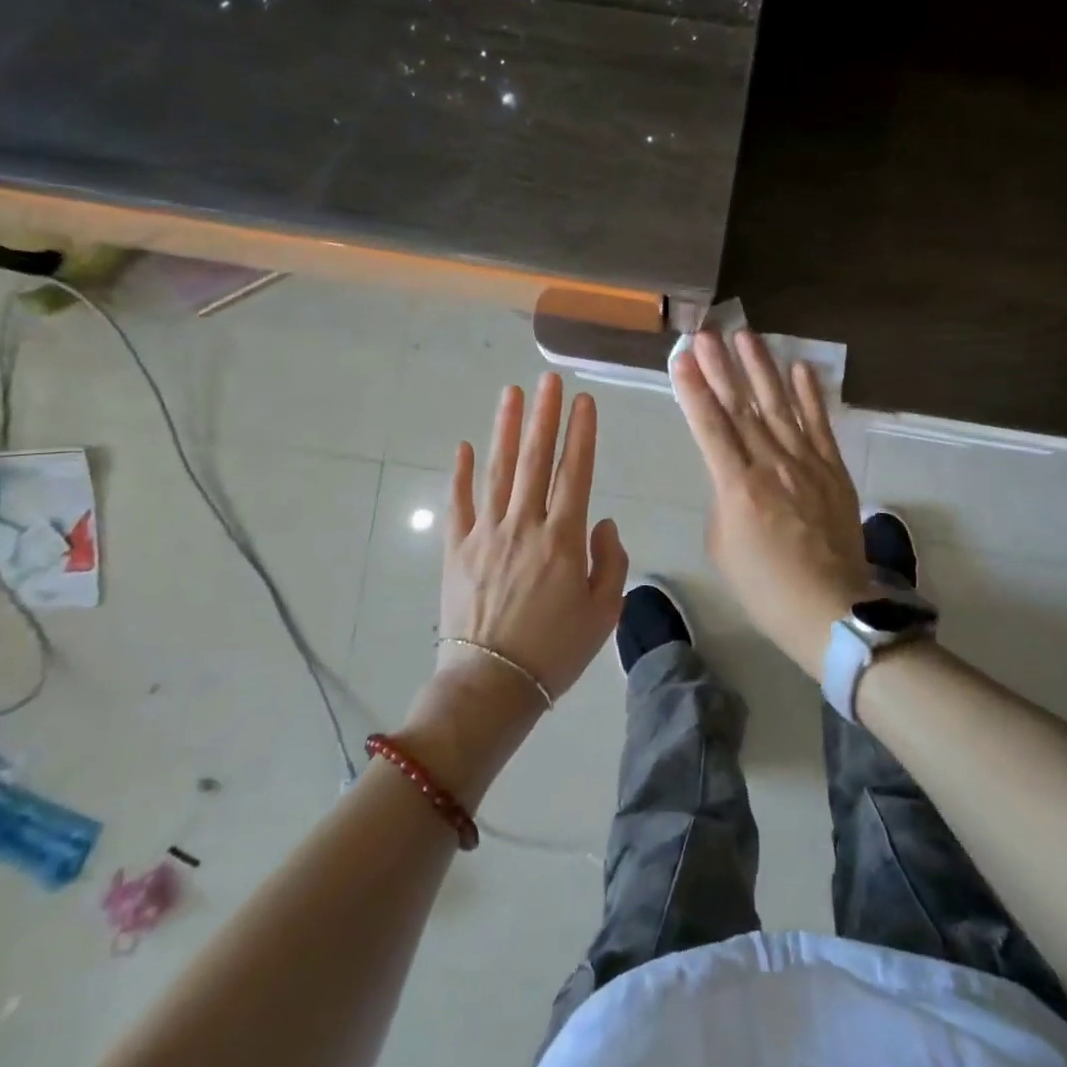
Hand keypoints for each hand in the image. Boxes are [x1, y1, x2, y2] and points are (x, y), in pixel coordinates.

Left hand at [435, 372, 628, 710]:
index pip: (575, 472)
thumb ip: (610, 560)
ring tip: (510, 393)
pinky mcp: (456, 549)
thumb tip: (601, 520)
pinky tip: (463, 446)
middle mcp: (524, 524)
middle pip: (535, 459)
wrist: (492, 686)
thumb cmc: (556, 652)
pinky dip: (459, 474)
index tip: (584, 402)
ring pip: (498, 470)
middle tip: (547, 380)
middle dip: (544, 416)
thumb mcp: (603, 612)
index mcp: (563, 538)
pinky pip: (458, 503)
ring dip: (505, 429)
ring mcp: (485, 533)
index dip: (581, 434)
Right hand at [672, 329, 871, 672]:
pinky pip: (820, 425)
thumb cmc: (765, 586)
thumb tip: (732, 473)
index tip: (682, 357)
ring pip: (780, 406)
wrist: (830, 608)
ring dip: (762, 369)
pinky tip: (801, 368)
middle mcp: (771, 464)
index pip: (710, 427)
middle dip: (721, 367)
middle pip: (741, 407)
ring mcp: (807, 463)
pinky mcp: (833, 470)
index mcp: (737, 486)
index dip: (694, 389)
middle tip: (706, 333)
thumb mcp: (722, 545)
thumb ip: (723, 499)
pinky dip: (810, 395)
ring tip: (746, 336)